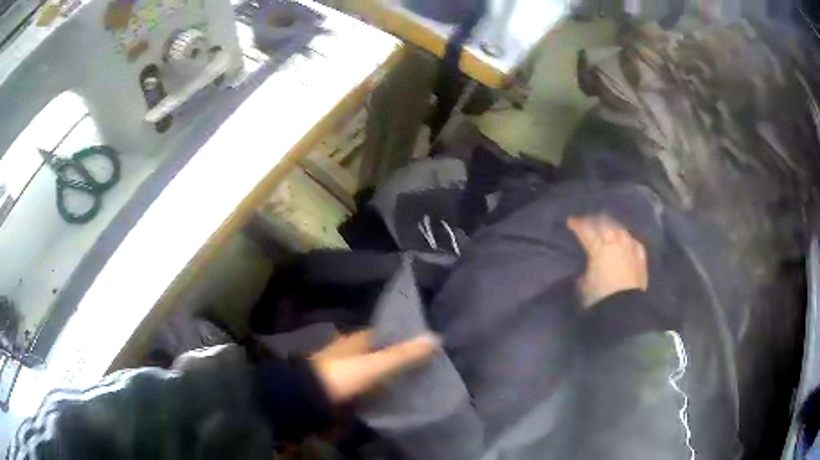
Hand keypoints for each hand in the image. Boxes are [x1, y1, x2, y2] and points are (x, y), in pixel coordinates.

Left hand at [310, 330, 438, 402]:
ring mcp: (340, 373)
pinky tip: (388, 400)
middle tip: (421, 369)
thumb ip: (403, 355)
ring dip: (383, 378)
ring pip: (368, 372)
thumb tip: (435, 337)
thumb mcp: (374, 366)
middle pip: (375, 354)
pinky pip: (361, 389)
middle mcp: (346, 352)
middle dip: (393, 360)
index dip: (400, 339)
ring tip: (410, 386)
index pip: (381, 335)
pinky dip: (373, 392)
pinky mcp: (337, 392)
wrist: (305, 401)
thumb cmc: (341, 377)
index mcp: (354, 341)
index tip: (421, 347)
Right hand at [567, 214, 648, 307]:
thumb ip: (584, 270)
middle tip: (587, 221)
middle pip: (604, 224)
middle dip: (594, 221)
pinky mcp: (641, 258)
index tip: (570, 221)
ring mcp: (630, 248)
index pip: (586, 230)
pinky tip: (626, 239)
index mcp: (598, 248)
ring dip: (612, 226)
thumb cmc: (599, 298)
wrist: (624, 309)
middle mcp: (615, 243)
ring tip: (607, 227)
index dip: (577, 224)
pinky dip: (628, 239)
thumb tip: (586, 266)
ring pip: (620, 229)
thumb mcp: (583, 285)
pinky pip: (634, 242)